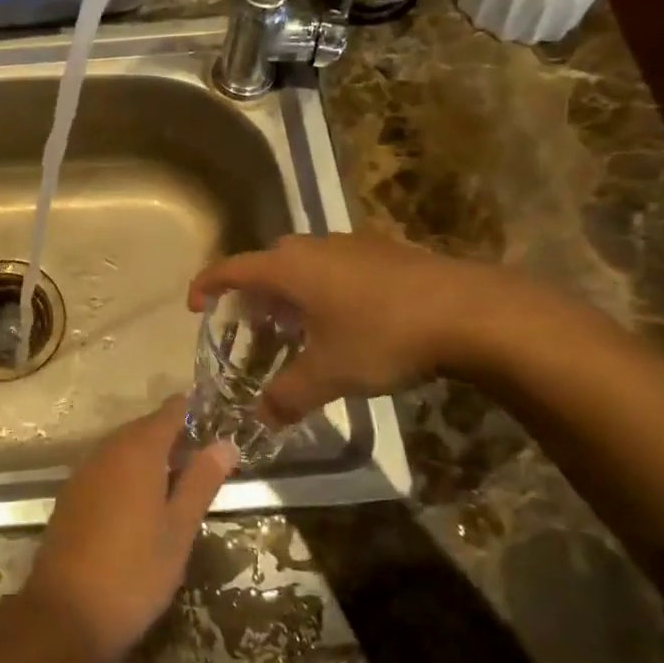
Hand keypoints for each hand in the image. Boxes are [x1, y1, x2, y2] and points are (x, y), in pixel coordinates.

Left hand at [22, 397, 237, 662]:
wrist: (65, 614)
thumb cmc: (134, 572)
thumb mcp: (179, 529)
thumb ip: (201, 482)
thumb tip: (225, 443)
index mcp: (137, 452)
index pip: (169, 413)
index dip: (192, 411)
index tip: (216, 419)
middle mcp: (107, 451)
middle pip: (143, 429)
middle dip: (173, 434)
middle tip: (205, 453)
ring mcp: (84, 473)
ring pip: (123, 449)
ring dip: (150, 455)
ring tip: (180, 478)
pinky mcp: (71, 497)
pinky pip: (106, 469)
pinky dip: (128, 472)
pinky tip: (143, 500)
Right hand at [187, 232, 512, 425]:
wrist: (469, 311)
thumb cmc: (383, 336)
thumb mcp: (329, 374)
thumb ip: (288, 396)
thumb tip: (260, 418)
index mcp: (290, 268)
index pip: (232, 268)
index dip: (207, 284)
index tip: (194, 304)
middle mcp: (315, 247)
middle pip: (268, 262)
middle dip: (253, 292)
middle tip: (253, 325)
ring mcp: (353, 244)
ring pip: (305, 262)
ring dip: (291, 288)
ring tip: (297, 325)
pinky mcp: (386, 251)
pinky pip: (336, 264)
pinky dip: (324, 286)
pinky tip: (345, 318)